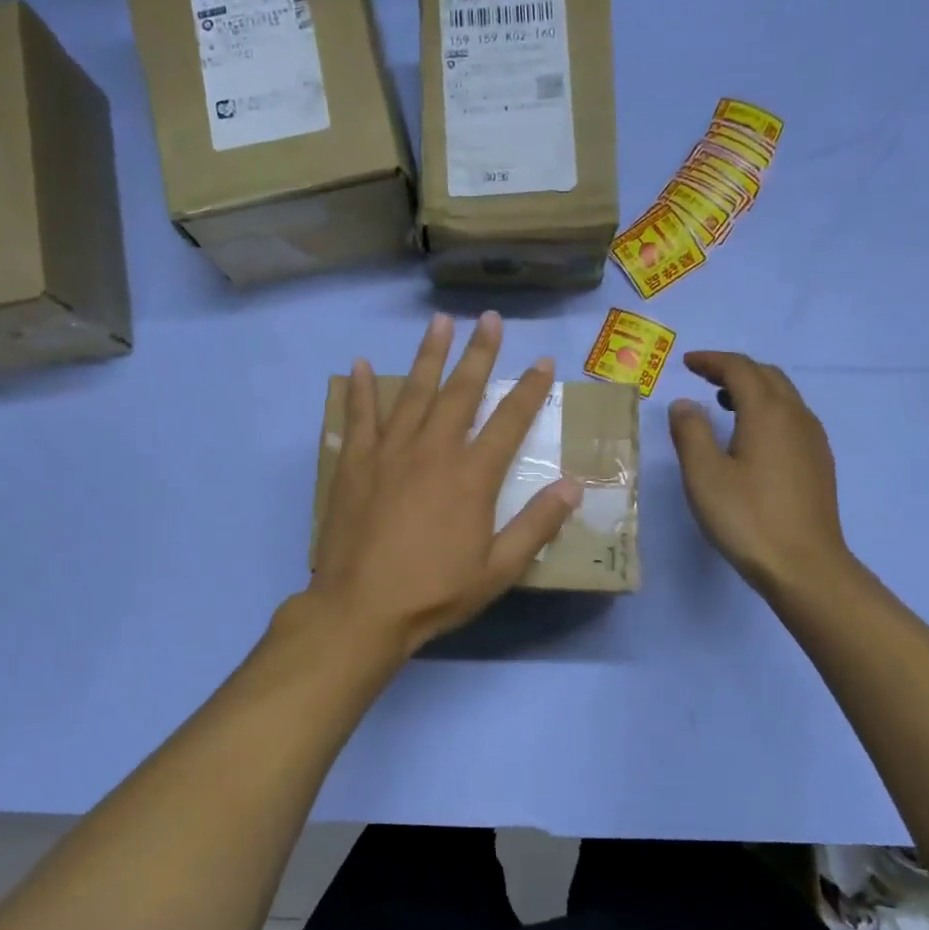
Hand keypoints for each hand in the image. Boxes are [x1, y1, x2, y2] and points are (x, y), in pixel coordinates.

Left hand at [310, 313, 582, 658]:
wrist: (361, 609)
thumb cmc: (434, 592)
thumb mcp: (498, 570)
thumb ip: (536, 525)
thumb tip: (573, 486)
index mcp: (472, 476)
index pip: (509, 422)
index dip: (530, 390)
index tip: (543, 362)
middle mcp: (433, 451)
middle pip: (461, 392)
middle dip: (479, 353)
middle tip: (490, 320)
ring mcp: (390, 452)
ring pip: (413, 392)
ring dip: (428, 355)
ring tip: (439, 322)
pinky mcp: (355, 464)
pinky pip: (359, 417)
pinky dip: (361, 390)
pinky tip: (361, 365)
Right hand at [668, 351, 850, 599]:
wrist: (804, 566)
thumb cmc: (747, 517)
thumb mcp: (704, 475)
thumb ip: (690, 432)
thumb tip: (684, 404)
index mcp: (767, 412)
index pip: (740, 369)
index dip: (712, 361)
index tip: (687, 363)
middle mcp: (796, 416)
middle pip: (767, 376)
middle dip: (734, 370)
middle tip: (703, 378)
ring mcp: (813, 440)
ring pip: (784, 396)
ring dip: (753, 389)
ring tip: (723, 403)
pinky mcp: (818, 463)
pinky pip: (792, 418)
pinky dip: (768, 411)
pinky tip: (751, 437)